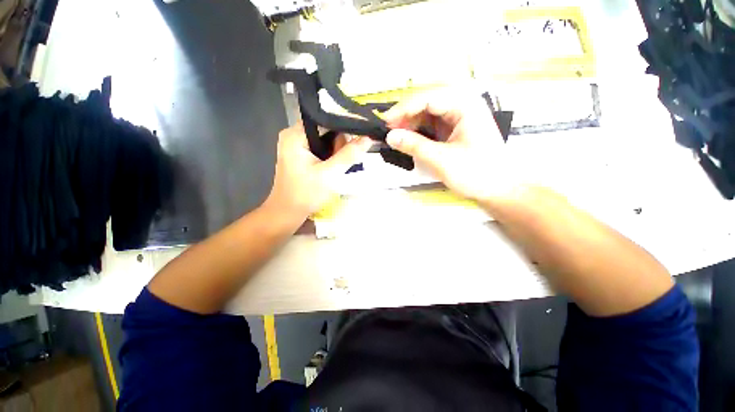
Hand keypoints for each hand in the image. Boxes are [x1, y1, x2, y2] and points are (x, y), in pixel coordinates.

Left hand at [264, 123, 371, 220]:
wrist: (288, 213)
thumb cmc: (306, 194)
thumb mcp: (330, 174)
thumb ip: (349, 155)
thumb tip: (368, 138)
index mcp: (295, 134)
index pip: (326, 119)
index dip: (345, 126)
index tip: (361, 136)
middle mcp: (294, 135)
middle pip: (326, 129)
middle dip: (339, 145)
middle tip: (341, 163)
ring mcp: (297, 146)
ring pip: (326, 140)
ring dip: (336, 152)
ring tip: (336, 169)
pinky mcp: (301, 156)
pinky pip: (322, 149)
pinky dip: (331, 157)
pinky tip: (333, 168)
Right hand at [384, 90, 512, 201]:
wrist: (498, 189)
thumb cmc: (476, 173)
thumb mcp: (442, 160)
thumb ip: (414, 146)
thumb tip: (390, 136)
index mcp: (465, 105)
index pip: (428, 98)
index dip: (404, 109)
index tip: (385, 122)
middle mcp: (463, 105)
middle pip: (427, 102)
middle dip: (406, 116)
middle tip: (389, 130)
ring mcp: (459, 117)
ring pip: (427, 113)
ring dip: (411, 124)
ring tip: (396, 137)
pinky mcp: (455, 129)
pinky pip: (432, 125)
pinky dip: (418, 132)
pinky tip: (409, 140)